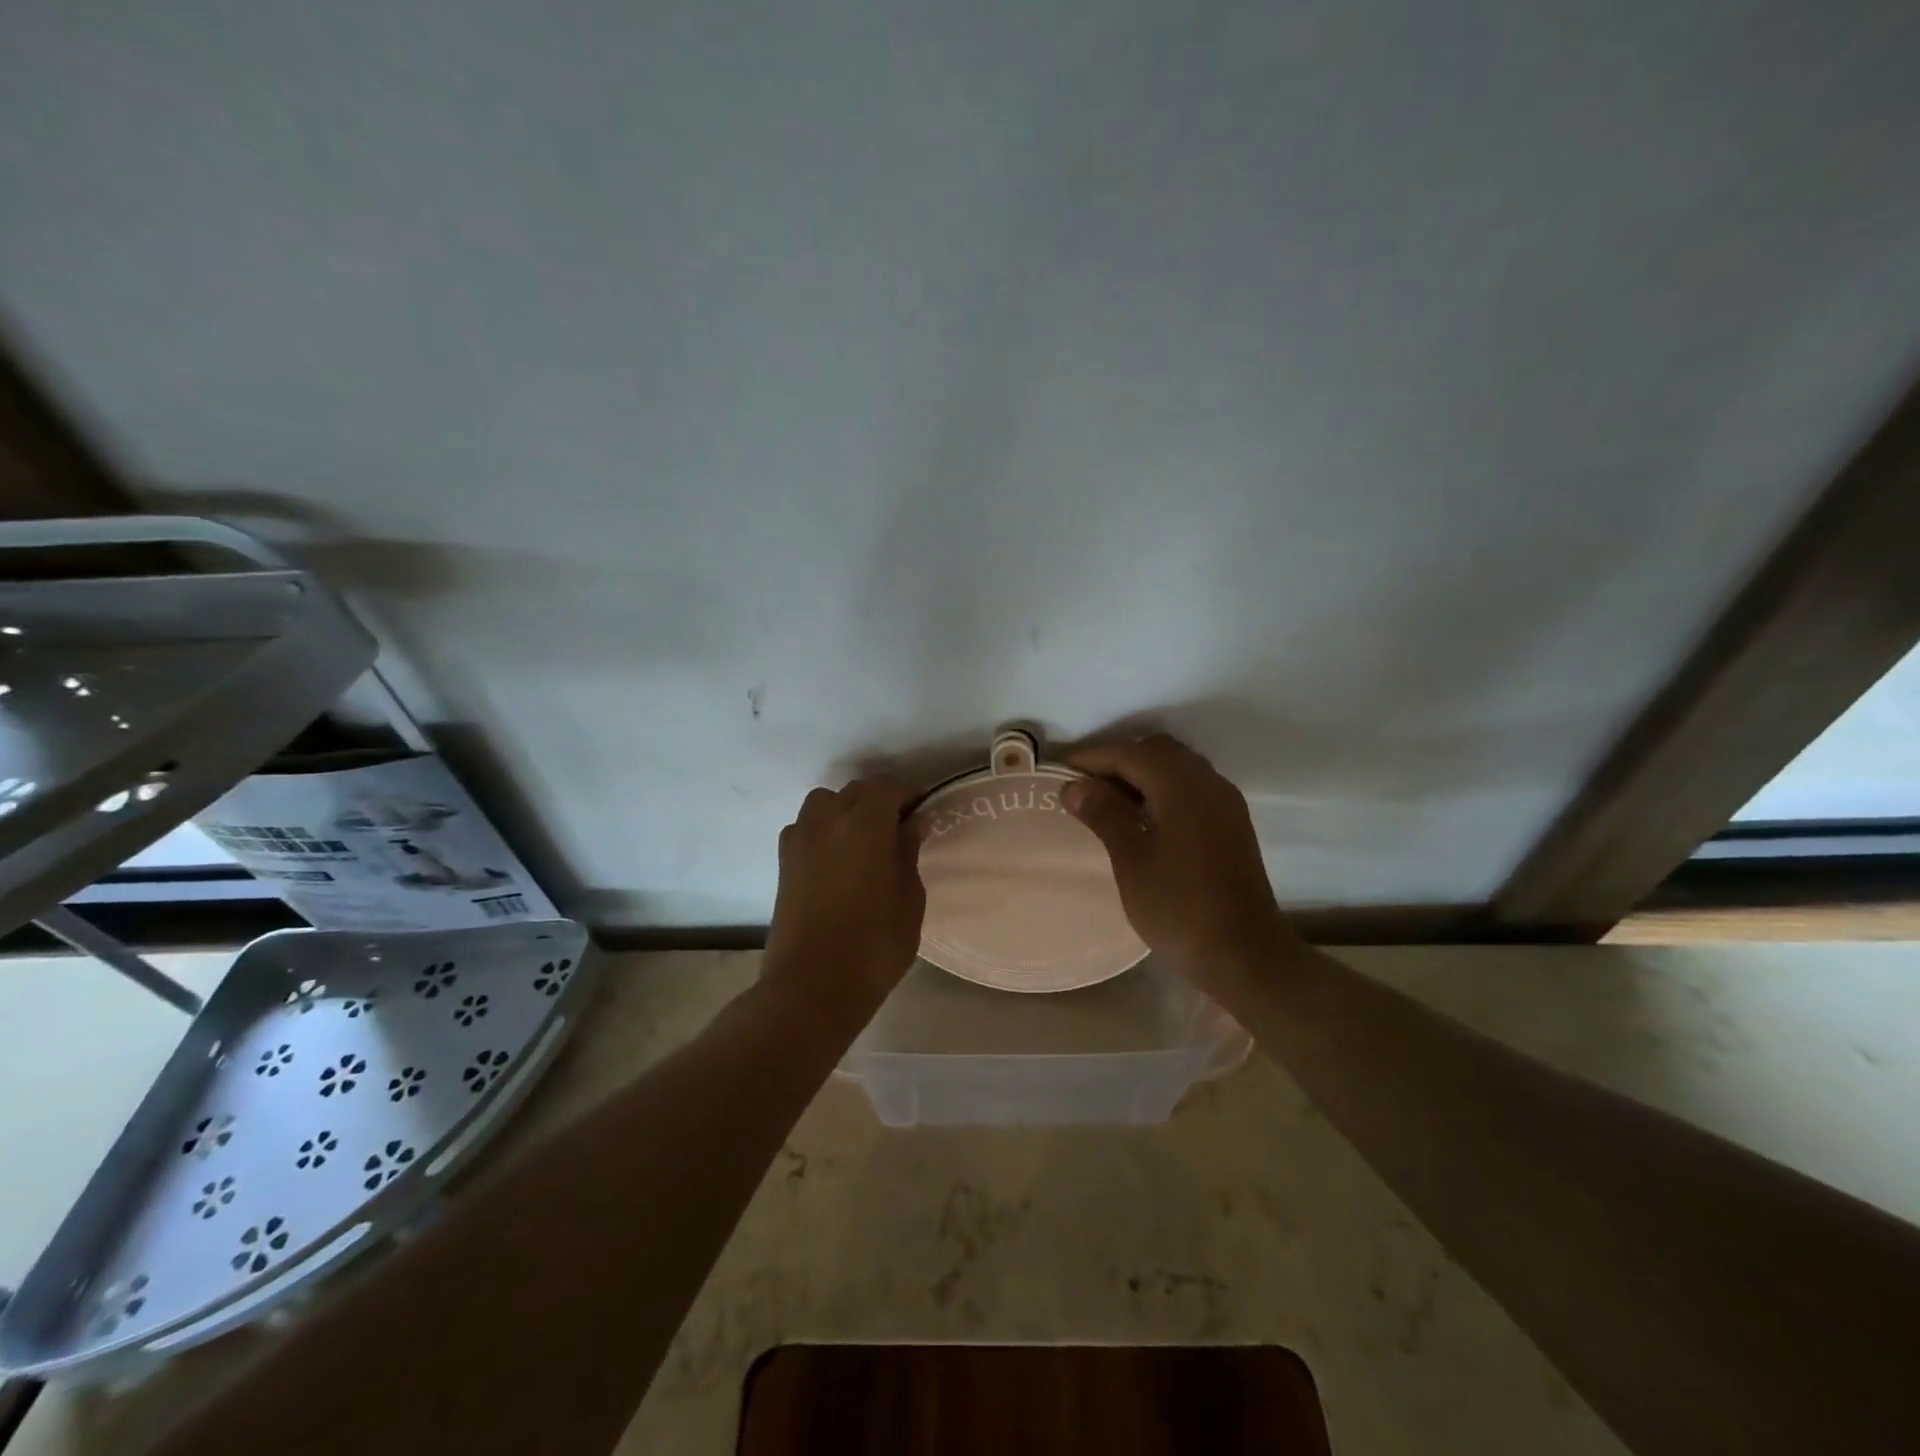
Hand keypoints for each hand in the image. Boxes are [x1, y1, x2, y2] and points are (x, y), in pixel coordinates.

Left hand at [763, 775, 925, 1011]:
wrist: (812, 985)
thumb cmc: (875, 943)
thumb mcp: (909, 897)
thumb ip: (908, 852)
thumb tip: (912, 824)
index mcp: (865, 822)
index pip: (887, 786)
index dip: (907, 794)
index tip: (922, 812)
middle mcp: (828, 819)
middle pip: (855, 791)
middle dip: (878, 801)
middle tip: (898, 829)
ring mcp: (800, 839)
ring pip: (824, 803)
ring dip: (846, 811)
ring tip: (863, 841)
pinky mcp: (783, 862)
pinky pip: (805, 828)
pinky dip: (823, 830)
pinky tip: (837, 859)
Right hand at [1063, 734, 1301, 989]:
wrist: (1245, 954)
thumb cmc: (1179, 907)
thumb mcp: (1131, 860)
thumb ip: (1104, 815)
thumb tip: (1075, 785)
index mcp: (1180, 785)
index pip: (1128, 752)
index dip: (1090, 757)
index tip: (1058, 768)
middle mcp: (1207, 782)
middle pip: (1156, 751)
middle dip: (1117, 759)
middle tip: (1082, 785)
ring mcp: (1224, 802)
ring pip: (1176, 767)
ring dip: (1141, 773)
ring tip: (1106, 801)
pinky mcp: (1231, 823)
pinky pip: (1191, 787)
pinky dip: (1161, 789)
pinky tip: (1141, 817)